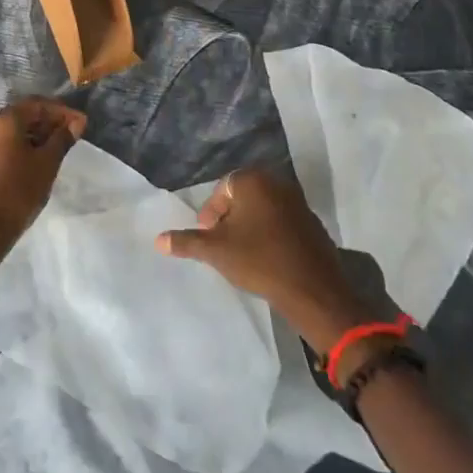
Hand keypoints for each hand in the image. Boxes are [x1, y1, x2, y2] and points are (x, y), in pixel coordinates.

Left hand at [0, 98, 86, 271]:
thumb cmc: (19, 190)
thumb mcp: (47, 163)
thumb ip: (62, 139)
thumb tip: (76, 123)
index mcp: (5, 120)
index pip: (38, 104)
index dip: (62, 111)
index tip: (81, 123)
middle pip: (23, 115)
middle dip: (49, 122)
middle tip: (71, 134)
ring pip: (12, 131)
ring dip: (36, 135)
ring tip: (57, 148)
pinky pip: (3, 145)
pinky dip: (22, 146)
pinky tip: (36, 160)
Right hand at [157, 169, 374, 350]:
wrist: (312, 290)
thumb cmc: (259, 261)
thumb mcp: (216, 251)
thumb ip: (186, 242)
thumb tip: (158, 240)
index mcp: (253, 181)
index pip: (223, 189)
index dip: (211, 213)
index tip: (208, 236)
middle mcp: (278, 184)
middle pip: (244, 197)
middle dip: (230, 219)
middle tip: (222, 244)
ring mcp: (299, 203)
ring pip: (264, 210)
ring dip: (250, 227)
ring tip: (242, 253)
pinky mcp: (313, 224)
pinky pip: (283, 223)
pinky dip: (271, 235)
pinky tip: (267, 259)